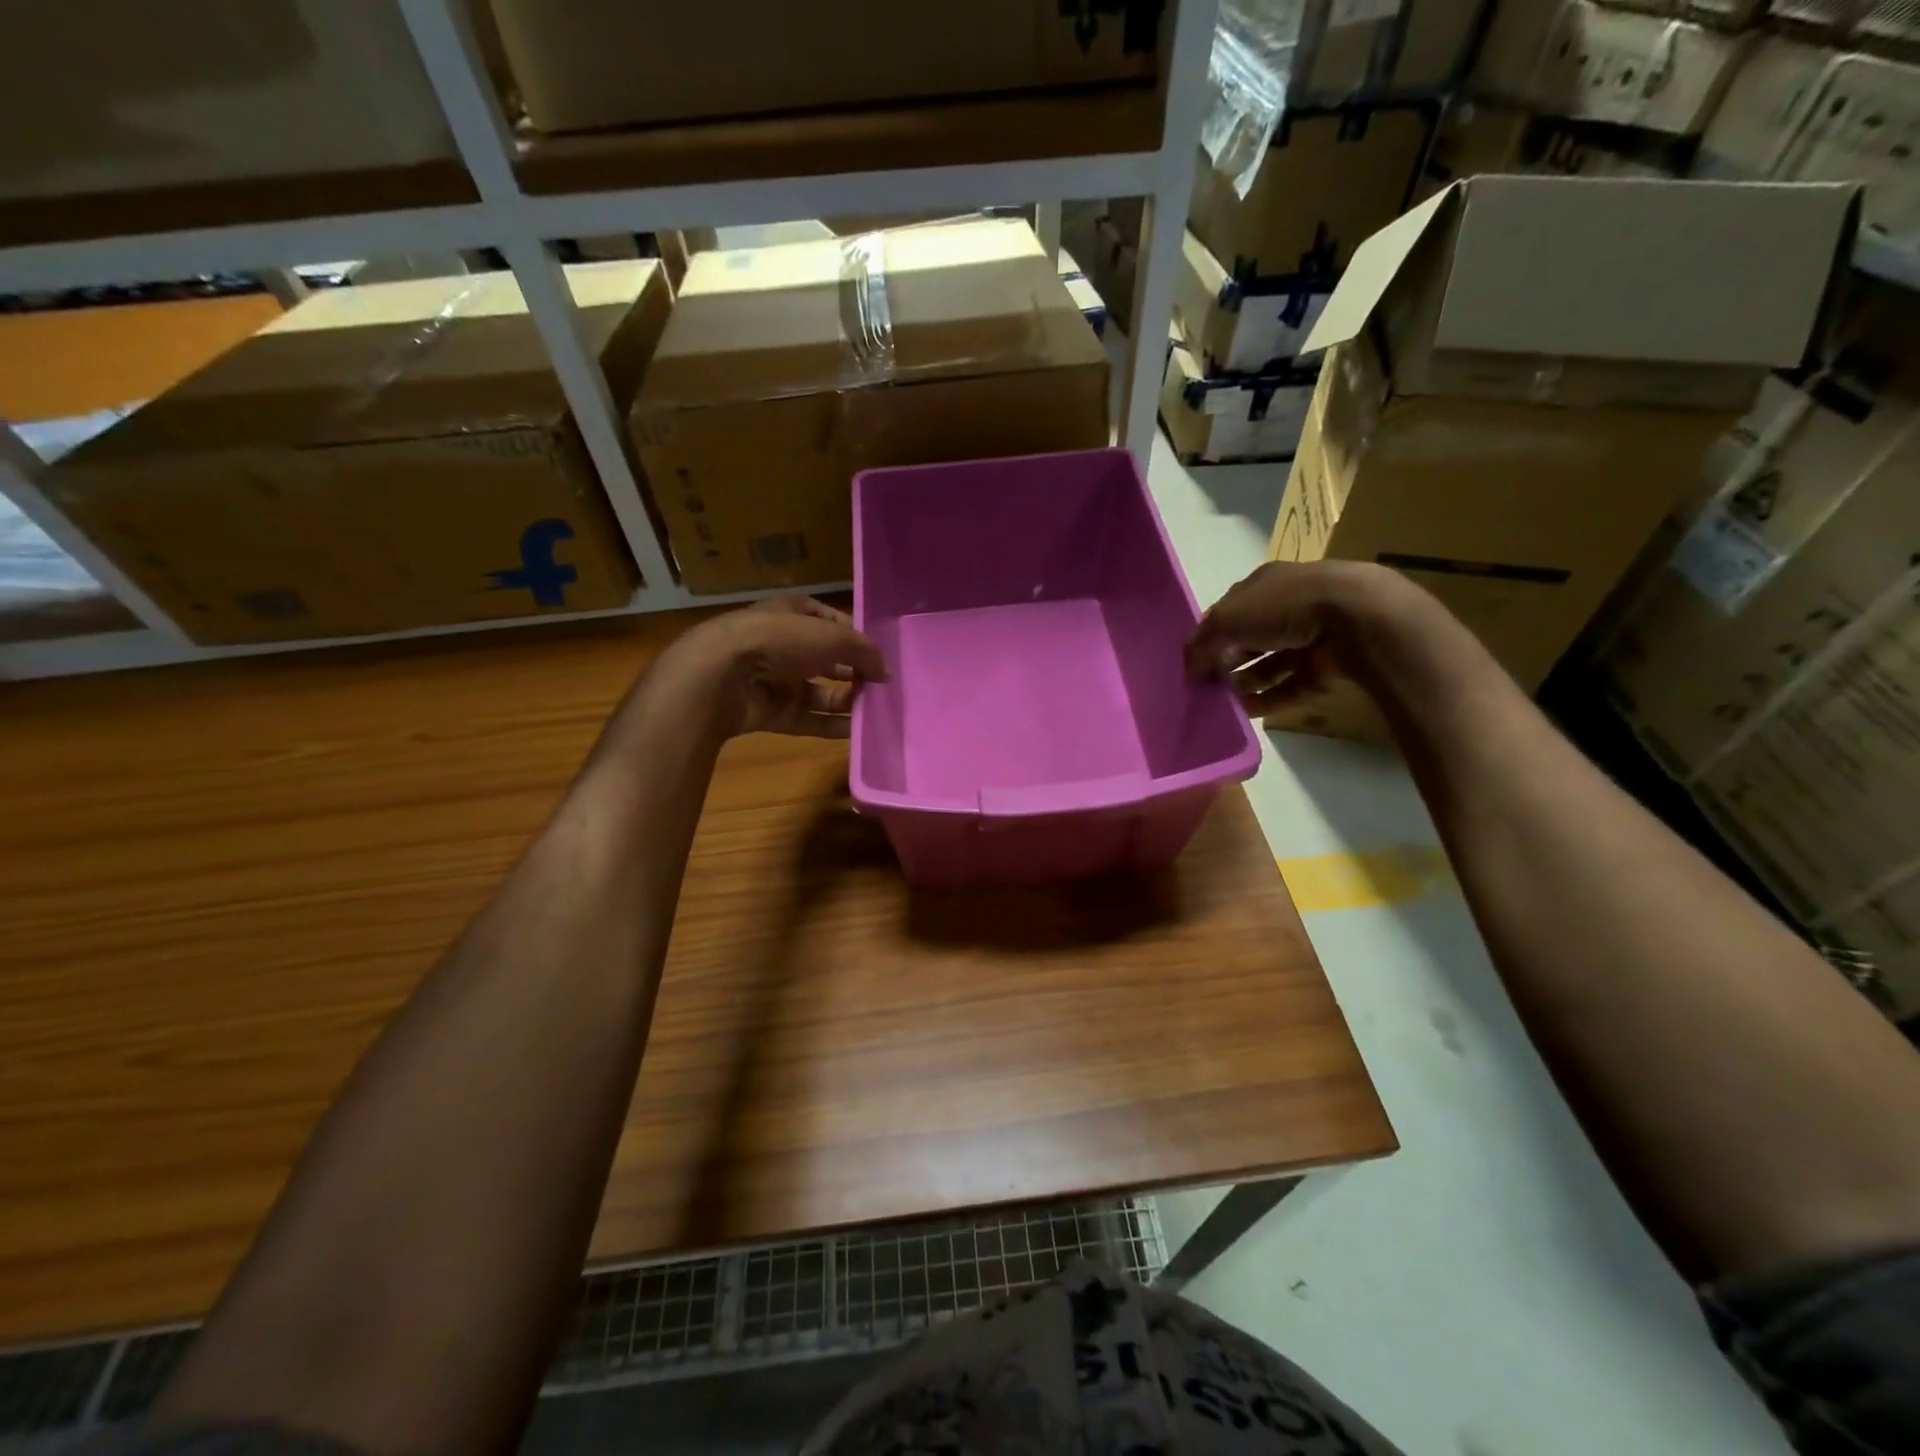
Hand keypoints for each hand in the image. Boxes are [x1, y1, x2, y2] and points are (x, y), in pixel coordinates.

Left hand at [662, 597, 886, 739]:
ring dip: (845, 702)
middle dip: (853, 672)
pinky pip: (806, 719)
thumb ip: (864, 652)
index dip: (854, 636)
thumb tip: (884, 673)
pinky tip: (855, 732)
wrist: (720, 676)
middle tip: (881, 688)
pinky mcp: (769, 711)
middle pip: (826, 660)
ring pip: (818, 692)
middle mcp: (782, 644)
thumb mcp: (831, 637)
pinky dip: (829, 726)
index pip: (829, 621)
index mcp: (792, 614)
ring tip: (873, 711)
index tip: (878, 655)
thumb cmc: (778, 641)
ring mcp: (774, 679)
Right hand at [1185, 560, 1415, 715]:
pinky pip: (1293, 684)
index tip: (1194, 663)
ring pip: (1271, 663)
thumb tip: (1188, 670)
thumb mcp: (1228, 619)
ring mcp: (1312, 635)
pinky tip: (1248, 713)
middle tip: (1207, 686)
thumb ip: (1201, 643)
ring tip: (1224, 704)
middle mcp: (1288, 606)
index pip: (1229, 610)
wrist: (1357, 618)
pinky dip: (1271, 699)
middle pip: (1250, 638)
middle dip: (1228, 662)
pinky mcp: (1329, 664)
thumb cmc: (1285, 606)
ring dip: (1247, 683)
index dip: (1209, 635)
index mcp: (1265, 584)